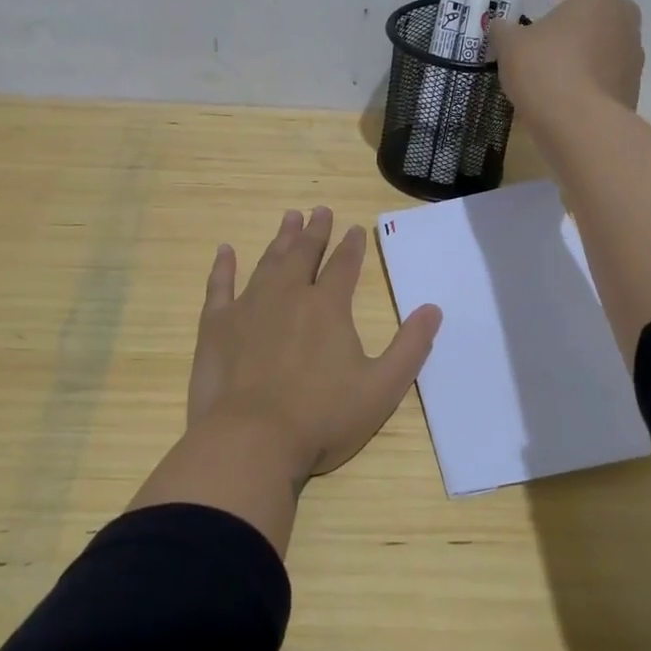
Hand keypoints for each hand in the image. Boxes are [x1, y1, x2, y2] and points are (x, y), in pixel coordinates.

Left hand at [188, 207, 442, 478]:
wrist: (251, 440)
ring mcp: (249, 307)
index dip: (351, 246)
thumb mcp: (382, 388)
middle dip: (314, 231)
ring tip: (289, 218)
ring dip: (280, 240)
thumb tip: (434, 309)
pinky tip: (224, 251)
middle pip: (304, 254)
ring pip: (268, 263)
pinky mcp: (217, 326)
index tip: (354, 228)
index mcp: (328, 307)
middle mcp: (289, 295)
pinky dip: (223, 267)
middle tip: (319, 210)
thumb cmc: (322, 418)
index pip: (344, 266)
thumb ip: (410, 347)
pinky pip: (219, 286)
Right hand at [488, 0, 643, 119]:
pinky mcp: (631, 90)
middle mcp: (624, 24)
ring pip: (615, 42)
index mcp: (599, 1)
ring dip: (591, 47)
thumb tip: (498, 25)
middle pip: (615, 6)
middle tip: (557, 31)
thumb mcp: (510, 45)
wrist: (580, 126)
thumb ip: (504, 29)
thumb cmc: (544, 70)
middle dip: (587, 14)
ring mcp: (633, 60)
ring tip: (558, 67)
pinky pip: (613, 74)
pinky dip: (594, 77)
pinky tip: (566, 94)